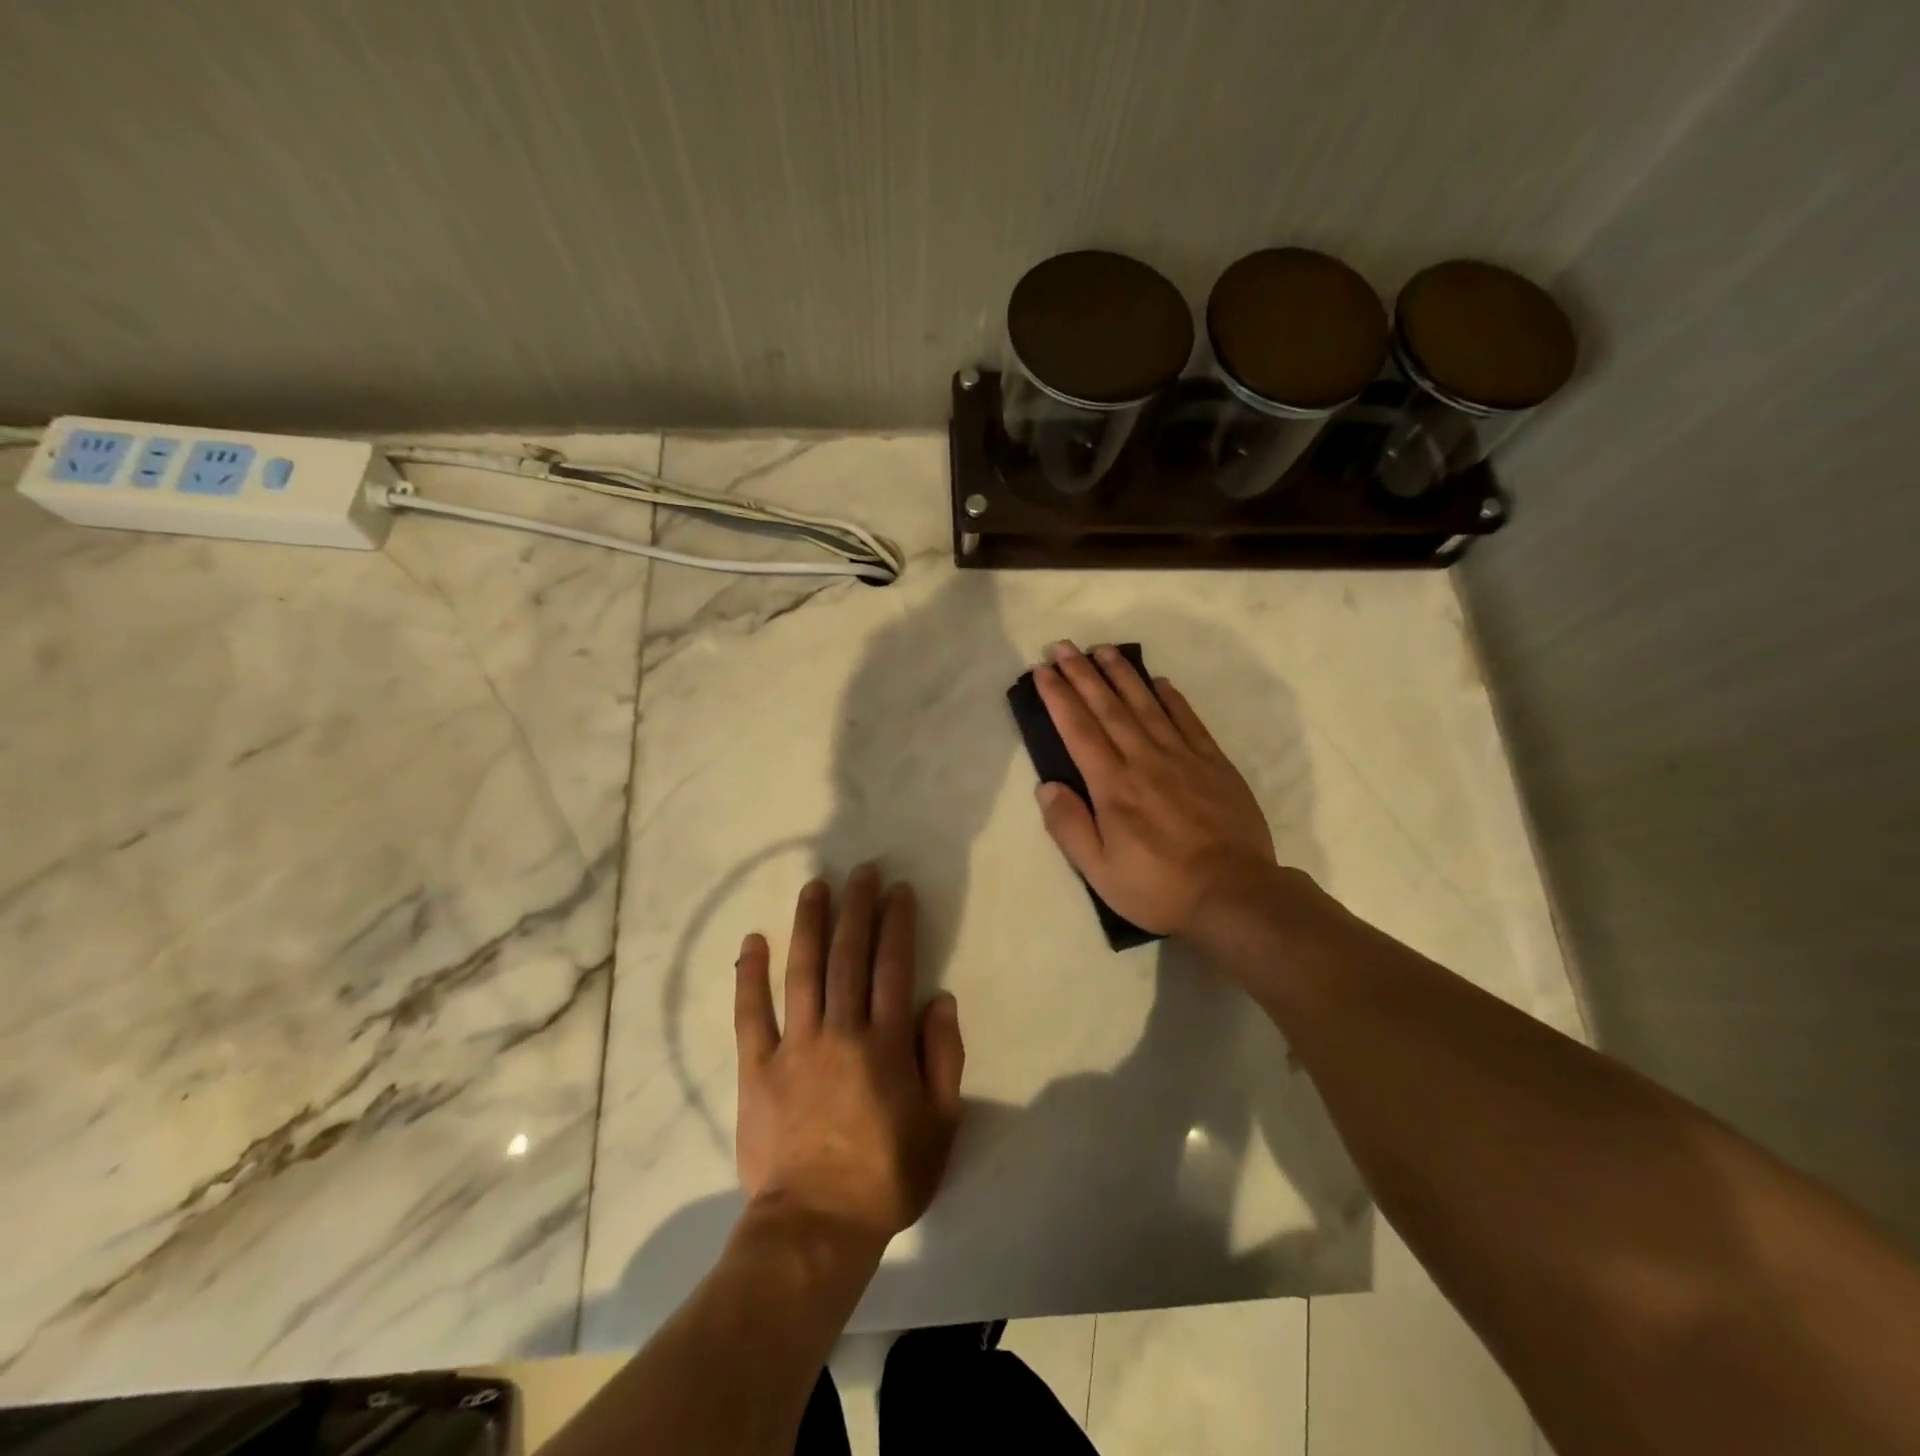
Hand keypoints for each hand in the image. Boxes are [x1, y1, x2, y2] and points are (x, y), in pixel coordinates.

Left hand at [734, 867, 965, 1251]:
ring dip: (809, 924)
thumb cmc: (886, 1177)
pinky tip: (752, 941)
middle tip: (860, 871)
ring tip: (815, 887)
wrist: (815, 1227)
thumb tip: (940, 1000)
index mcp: (886, 1044)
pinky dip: (749, 975)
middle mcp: (841, 1032)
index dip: (897, 924)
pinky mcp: (756, 1068)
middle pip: (849, 956)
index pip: (894, 967)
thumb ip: (944, 1058)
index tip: (898, 891)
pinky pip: (750, 1014)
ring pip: (802, 971)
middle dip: (856, 908)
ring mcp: (795, 1047)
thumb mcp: (940, 1125)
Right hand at [1033, 640, 1276, 936]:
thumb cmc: (1158, 887)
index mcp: (1113, 786)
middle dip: (1082, 674)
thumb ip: (1069, 826)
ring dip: (1122, 675)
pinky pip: (1189, 721)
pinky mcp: (1214, 764)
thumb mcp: (1099, 871)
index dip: (1058, 697)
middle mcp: (1144, 760)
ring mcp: (1183, 758)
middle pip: (1108, 708)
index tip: (1043, 671)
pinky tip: (1160, 681)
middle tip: (1063, 646)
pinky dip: (1172, 698)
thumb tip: (1046, 786)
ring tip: (1104, 650)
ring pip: (1147, 705)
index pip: (1078, 730)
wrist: (1234, 894)